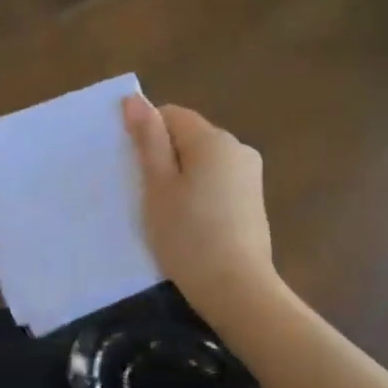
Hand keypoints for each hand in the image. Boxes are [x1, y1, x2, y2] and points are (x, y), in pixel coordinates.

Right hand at [123, 96, 276, 318]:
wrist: (236, 288)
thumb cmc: (188, 235)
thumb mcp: (158, 186)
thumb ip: (148, 140)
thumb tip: (135, 99)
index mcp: (213, 139)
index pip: (171, 115)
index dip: (147, 135)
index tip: (133, 169)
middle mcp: (237, 148)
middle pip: (189, 137)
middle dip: (164, 157)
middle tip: (144, 194)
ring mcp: (250, 175)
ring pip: (202, 161)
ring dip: (181, 177)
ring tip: (167, 213)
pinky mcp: (253, 201)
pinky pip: (217, 182)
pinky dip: (199, 193)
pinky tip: (189, 223)